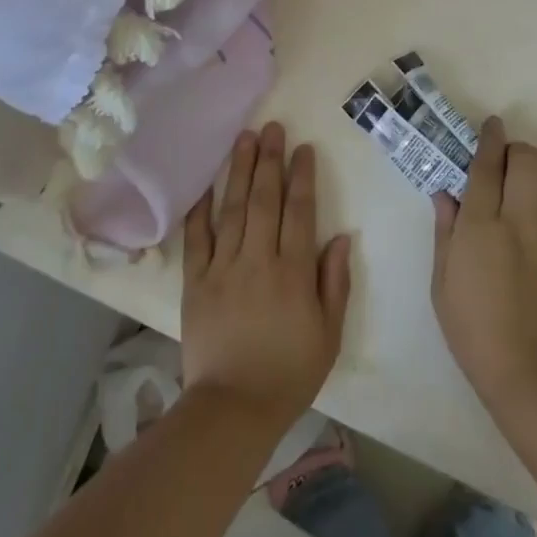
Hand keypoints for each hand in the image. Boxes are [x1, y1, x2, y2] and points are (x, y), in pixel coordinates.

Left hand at [181, 123, 352, 433]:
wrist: (232, 410)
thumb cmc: (289, 374)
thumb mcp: (329, 334)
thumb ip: (335, 282)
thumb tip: (340, 236)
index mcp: (293, 272)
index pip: (299, 212)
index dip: (302, 177)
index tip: (302, 149)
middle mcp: (258, 260)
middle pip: (265, 199)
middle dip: (269, 160)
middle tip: (272, 127)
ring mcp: (223, 268)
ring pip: (232, 209)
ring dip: (238, 170)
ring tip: (244, 138)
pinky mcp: (196, 282)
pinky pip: (197, 238)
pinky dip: (200, 209)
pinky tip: (206, 184)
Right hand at [431, 117, 536, 410]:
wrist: (527, 376)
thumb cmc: (473, 330)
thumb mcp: (441, 281)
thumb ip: (445, 232)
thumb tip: (445, 194)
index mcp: (481, 227)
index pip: (486, 166)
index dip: (490, 139)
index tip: (492, 125)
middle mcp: (520, 222)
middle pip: (528, 162)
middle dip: (519, 149)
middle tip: (511, 159)